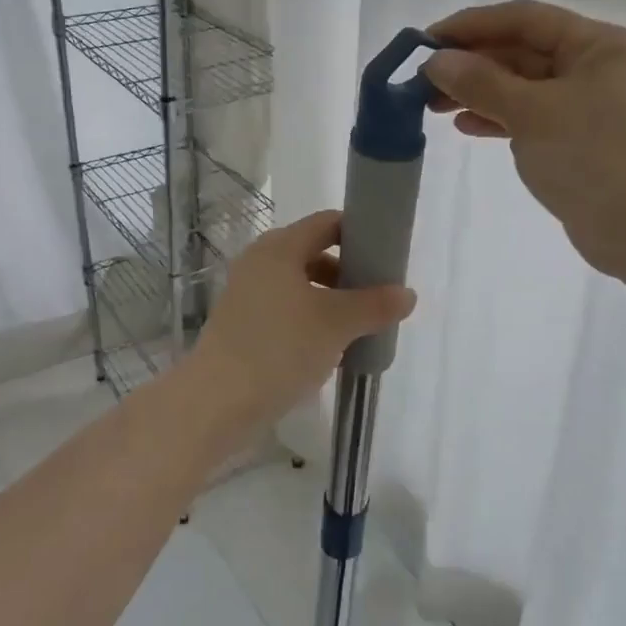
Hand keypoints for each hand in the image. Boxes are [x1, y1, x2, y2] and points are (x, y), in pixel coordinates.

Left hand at [187, 211, 416, 432]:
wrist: (217, 402)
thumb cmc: (280, 348)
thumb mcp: (336, 324)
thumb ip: (375, 305)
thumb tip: (408, 294)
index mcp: (280, 248)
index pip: (327, 223)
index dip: (359, 234)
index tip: (387, 257)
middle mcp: (260, 262)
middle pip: (314, 253)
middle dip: (348, 273)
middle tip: (378, 297)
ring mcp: (247, 293)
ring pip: (300, 285)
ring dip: (331, 300)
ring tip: (359, 327)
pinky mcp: (242, 323)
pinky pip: (285, 309)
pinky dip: (310, 319)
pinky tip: (330, 347)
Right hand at [423, 0, 625, 286]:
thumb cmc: (592, 157)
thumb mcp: (530, 112)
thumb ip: (479, 82)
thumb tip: (435, 61)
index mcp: (597, 44)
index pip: (524, 19)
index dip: (471, 25)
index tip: (425, 40)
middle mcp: (596, 66)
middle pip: (522, 51)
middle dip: (471, 63)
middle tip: (423, 79)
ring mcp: (589, 105)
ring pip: (522, 86)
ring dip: (479, 92)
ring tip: (433, 105)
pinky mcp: (580, 139)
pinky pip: (531, 116)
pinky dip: (498, 118)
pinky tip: (466, 126)